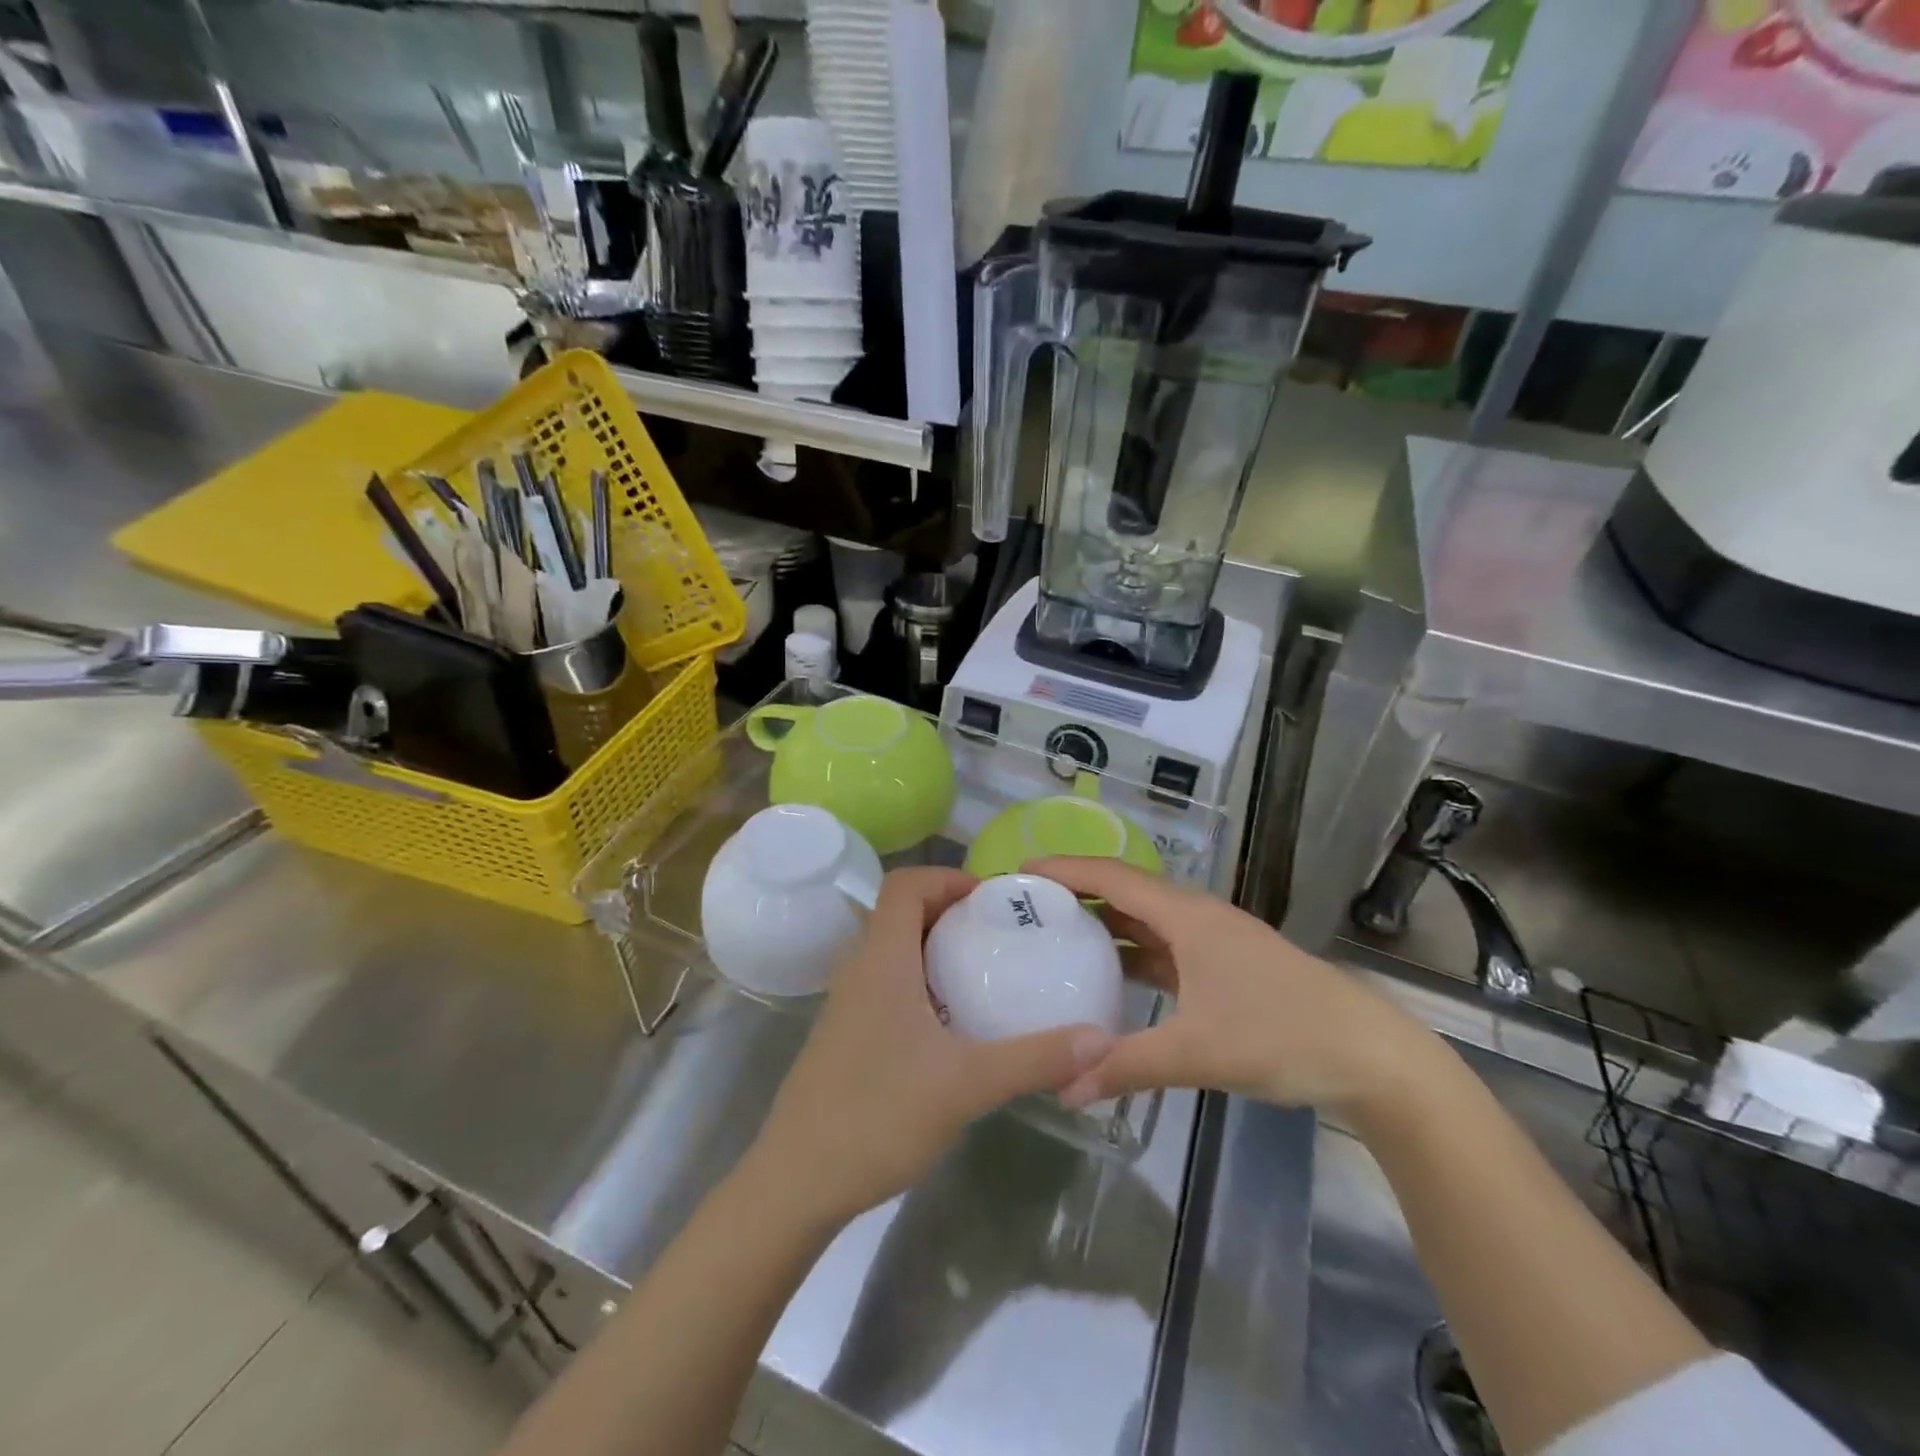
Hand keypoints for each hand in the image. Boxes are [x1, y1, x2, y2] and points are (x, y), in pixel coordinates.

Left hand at [745, 867, 1115, 1229]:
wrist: (796, 1182)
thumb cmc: (877, 1116)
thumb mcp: (966, 1085)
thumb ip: (1035, 1059)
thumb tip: (1101, 1039)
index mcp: (881, 960)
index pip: (904, 885)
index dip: (947, 878)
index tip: (992, 901)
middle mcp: (859, 970)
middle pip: (900, 913)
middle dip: (951, 913)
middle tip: (1000, 935)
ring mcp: (847, 1004)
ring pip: (893, 951)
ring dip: (936, 949)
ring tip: (985, 974)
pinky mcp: (846, 1036)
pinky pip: (886, 985)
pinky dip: (921, 983)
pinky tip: (953, 1026)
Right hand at [1032, 857, 1440, 1117]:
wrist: (1371, 1056)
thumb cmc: (1282, 1034)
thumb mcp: (1197, 1051)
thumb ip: (1126, 1066)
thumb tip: (1063, 1088)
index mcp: (1187, 915)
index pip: (1112, 877)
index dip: (1065, 869)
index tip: (1019, 872)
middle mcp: (1196, 916)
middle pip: (1125, 891)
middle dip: (1076, 893)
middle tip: (1028, 908)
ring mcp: (1213, 941)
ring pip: (1146, 921)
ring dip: (1104, 924)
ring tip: (1056, 936)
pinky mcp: (1224, 966)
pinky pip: (1164, 947)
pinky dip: (1132, 953)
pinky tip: (1111, 976)